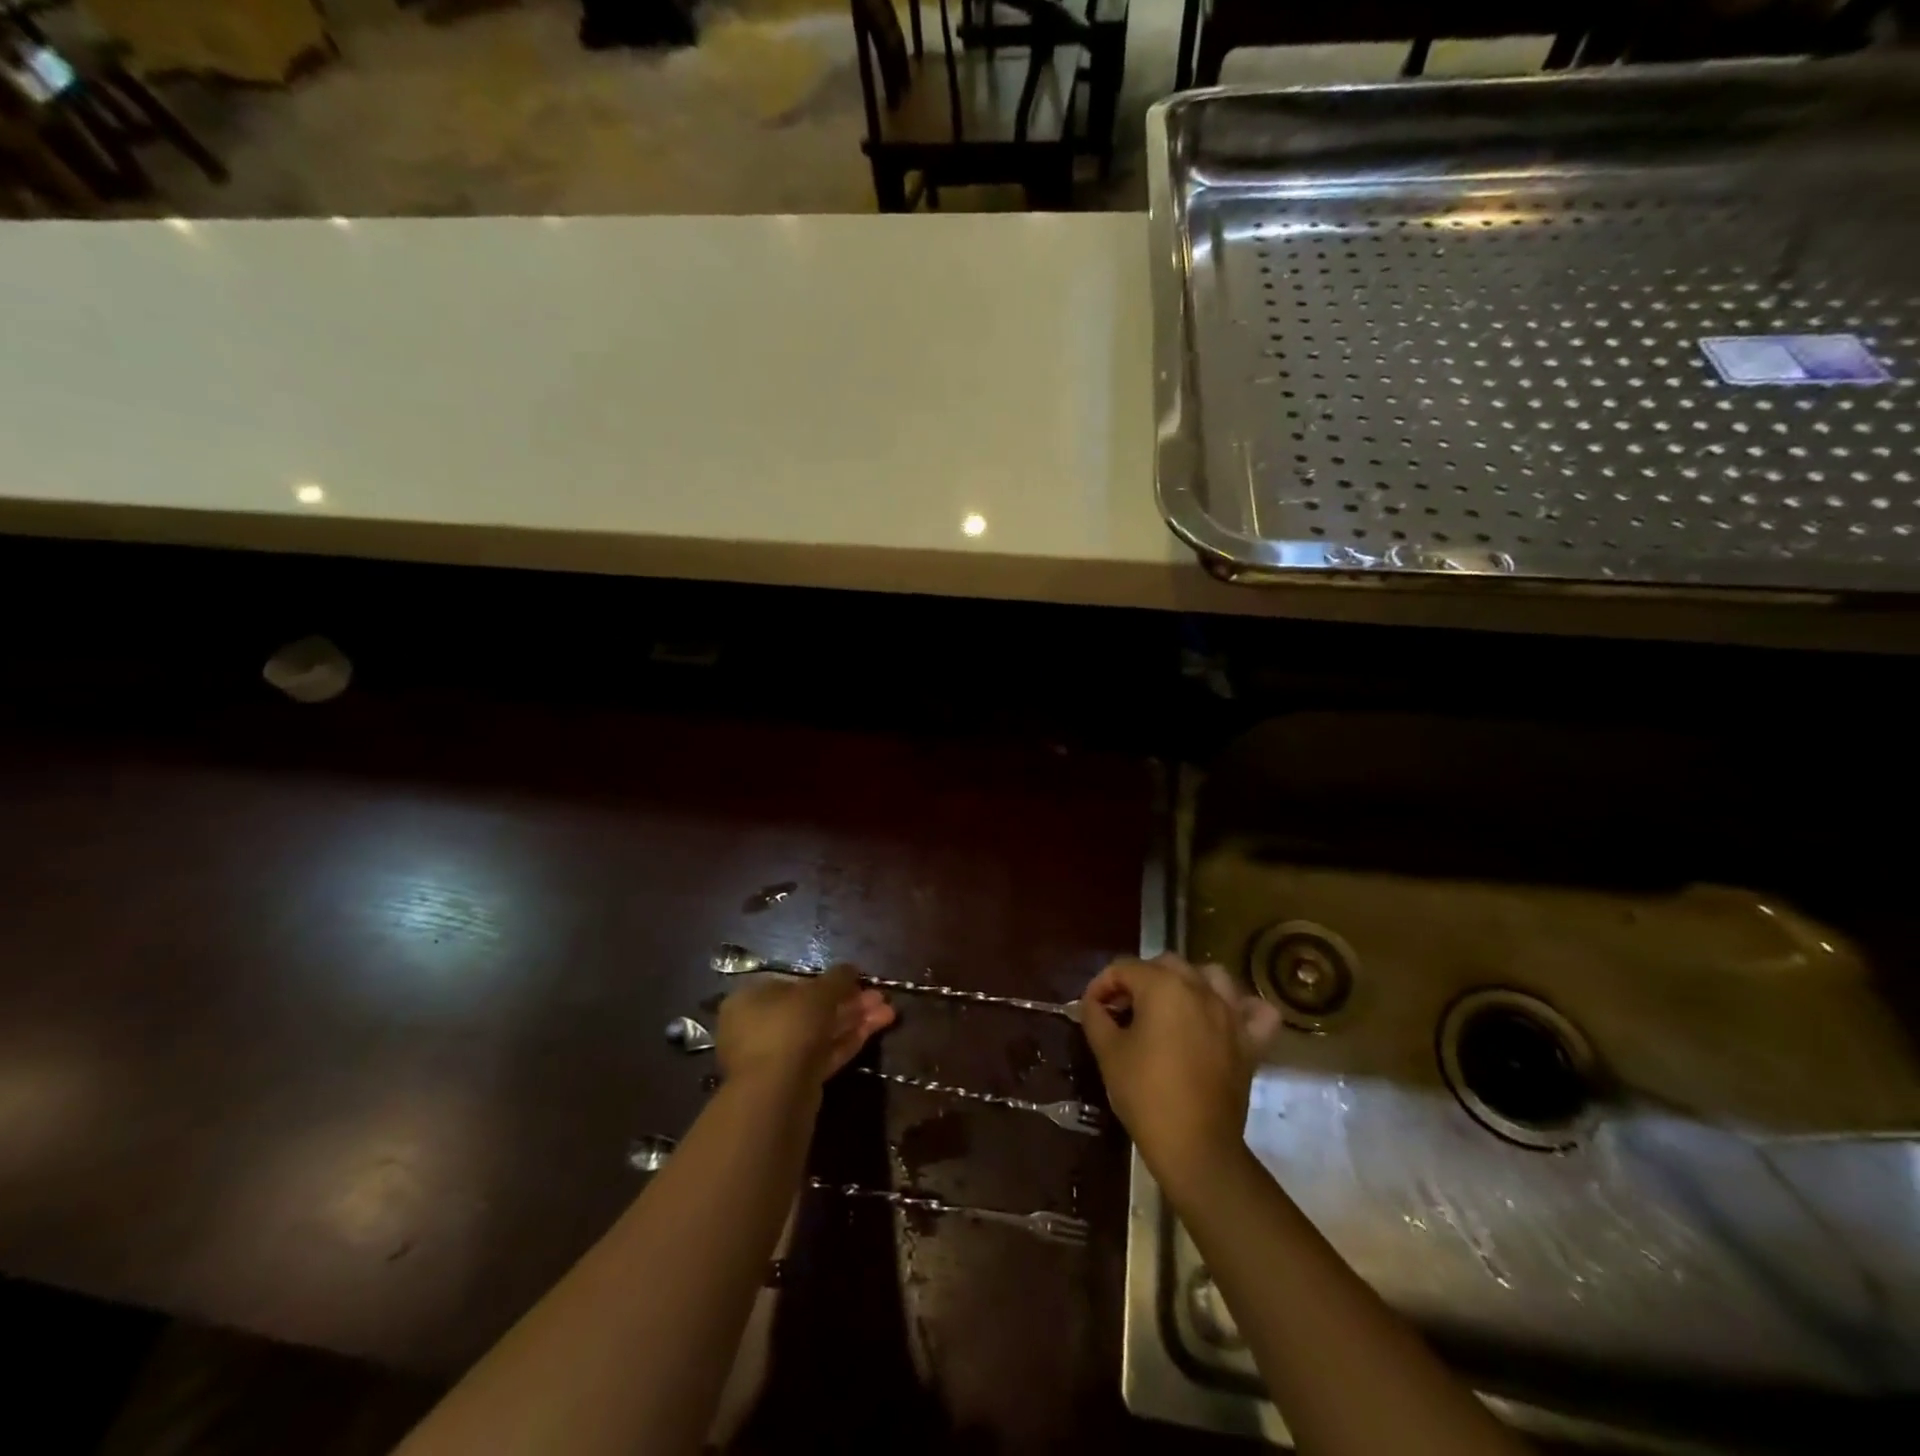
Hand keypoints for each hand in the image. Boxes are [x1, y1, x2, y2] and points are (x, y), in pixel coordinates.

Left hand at [717, 966, 894, 1091]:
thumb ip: (838, 978)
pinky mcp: (793, 1082)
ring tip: (888, 1013)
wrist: (777, 1092)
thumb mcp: (818, 993)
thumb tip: (851, 968)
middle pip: (810, 1010)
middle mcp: (757, 1027)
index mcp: (750, 999)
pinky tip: (874, 1030)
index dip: (827, 981)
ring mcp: (775, 1057)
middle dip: (848, 1003)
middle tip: (879, 998)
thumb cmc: (789, 1027)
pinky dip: (846, 1042)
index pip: (792, 984)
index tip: (855, 981)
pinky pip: (821, 1055)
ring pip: (820, 1034)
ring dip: (853, 1021)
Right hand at [1081, 953, 1278, 1197]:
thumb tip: (1094, 1003)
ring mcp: (1230, 1012)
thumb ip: (1096, 1016)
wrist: (1194, 1146)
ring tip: (1171, 1007)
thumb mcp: (1107, 1051)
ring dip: (1188, 984)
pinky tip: (1224, 1019)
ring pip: (1210, 975)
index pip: (1124, 968)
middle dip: (1140, 981)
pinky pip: (1256, 1011)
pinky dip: (1242, 1008)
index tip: (1092, 1009)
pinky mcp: (1251, 1040)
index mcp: (1162, 986)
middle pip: (1165, 964)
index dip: (1102, 985)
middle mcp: (1199, 988)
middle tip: (1123, 1011)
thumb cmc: (1145, 1094)